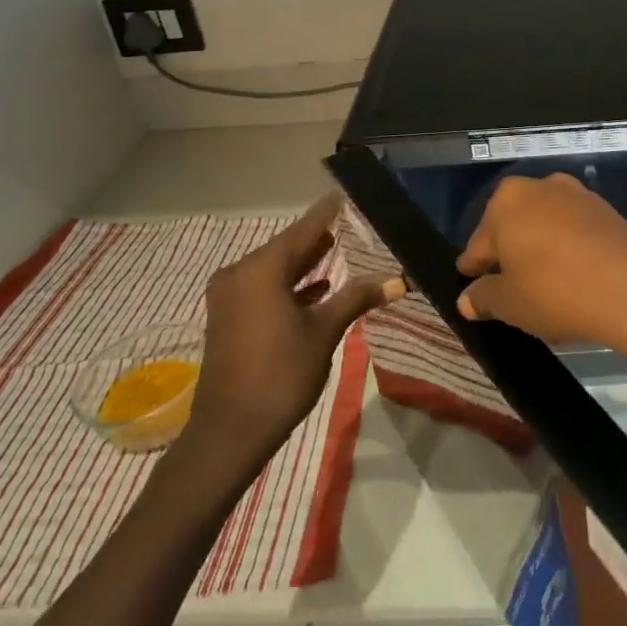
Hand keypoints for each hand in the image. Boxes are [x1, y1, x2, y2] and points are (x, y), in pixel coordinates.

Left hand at [177, 194, 402, 469]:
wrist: (230, 431)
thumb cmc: (281, 374)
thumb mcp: (325, 332)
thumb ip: (357, 298)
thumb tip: (397, 280)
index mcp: (262, 269)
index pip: (303, 229)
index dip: (327, 212)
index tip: (346, 194)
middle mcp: (240, 273)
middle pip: (286, 247)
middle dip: (317, 237)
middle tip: (350, 223)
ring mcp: (230, 296)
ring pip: (274, 268)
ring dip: (303, 262)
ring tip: (337, 249)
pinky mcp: (229, 317)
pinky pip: (263, 287)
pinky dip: (288, 284)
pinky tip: (315, 289)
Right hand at [454, 173, 626, 372]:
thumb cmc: (556, 292)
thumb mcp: (509, 304)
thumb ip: (482, 297)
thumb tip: (468, 299)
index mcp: (508, 200)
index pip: (479, 242)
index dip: (475, 269)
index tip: (472, 289)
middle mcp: (542, 186)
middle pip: (514, 228)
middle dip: (509, 258)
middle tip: (509, 295)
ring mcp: (579, 195)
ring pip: (546, 228)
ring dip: (540, 254)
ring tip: (543, 292)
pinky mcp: (609, 211)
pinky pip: (575, 233)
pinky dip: (569, 253)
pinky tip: (573, 282)